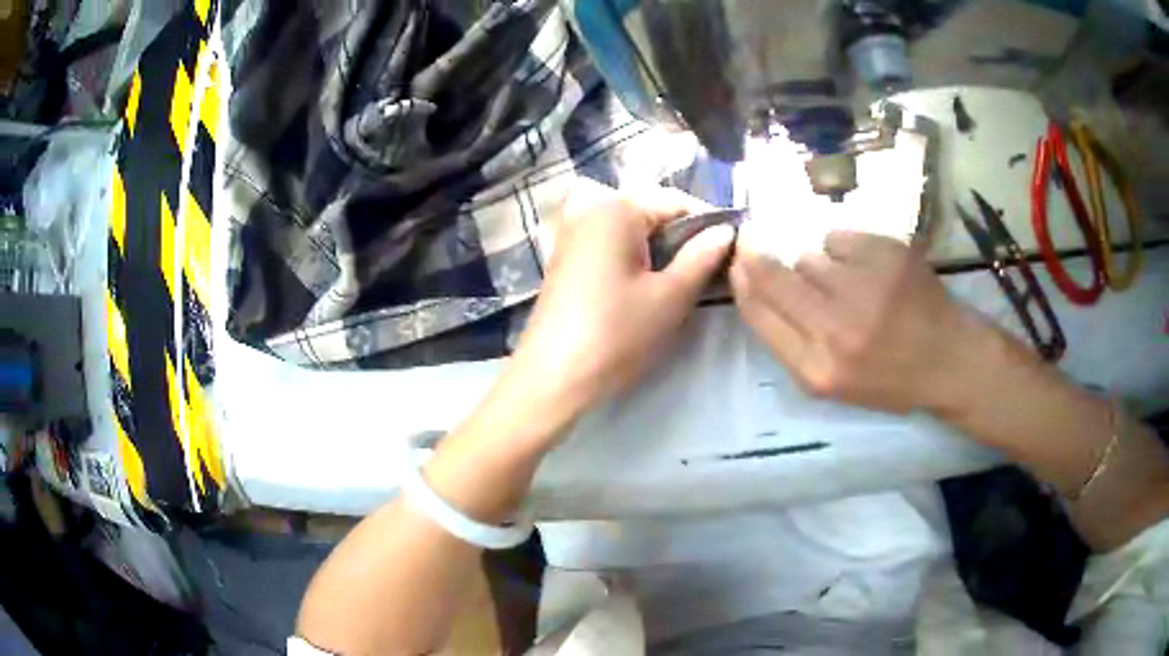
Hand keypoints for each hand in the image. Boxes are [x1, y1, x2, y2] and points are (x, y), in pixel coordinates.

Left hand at [501, 183, 734, 424]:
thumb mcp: (670, 296)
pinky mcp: (566, 261)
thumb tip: (726, 231)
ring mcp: (573, 235)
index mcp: (615, 208)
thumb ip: (702, 257)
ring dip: (661, 253)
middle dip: (684, 240)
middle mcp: (590, 211)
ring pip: (633, 233)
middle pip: (652, 214)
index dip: (709, 226)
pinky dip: (636, 262)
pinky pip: (612, 248)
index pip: (677, 202)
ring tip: (683, 286)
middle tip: (710, 275)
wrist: (552, 378)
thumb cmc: (616, 334)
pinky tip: (648, 291)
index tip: (732, 255)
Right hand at [730, 230, 998, 414]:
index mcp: (817, 371)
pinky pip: (839, 236)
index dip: (742, 280)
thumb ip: (791, 340)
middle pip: (774, 275)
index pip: (759, 313)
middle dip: (758, 254)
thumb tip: (753, 280)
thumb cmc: (890, 377)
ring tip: (847, 283)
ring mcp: (865, 288)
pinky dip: (846, 248)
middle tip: (753, 238)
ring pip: (810, 256)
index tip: (737, 260)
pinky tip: (868, 268)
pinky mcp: (887, 256)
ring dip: (818, 264)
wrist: (949, 359)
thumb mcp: (833, 383)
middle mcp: (837, 329)